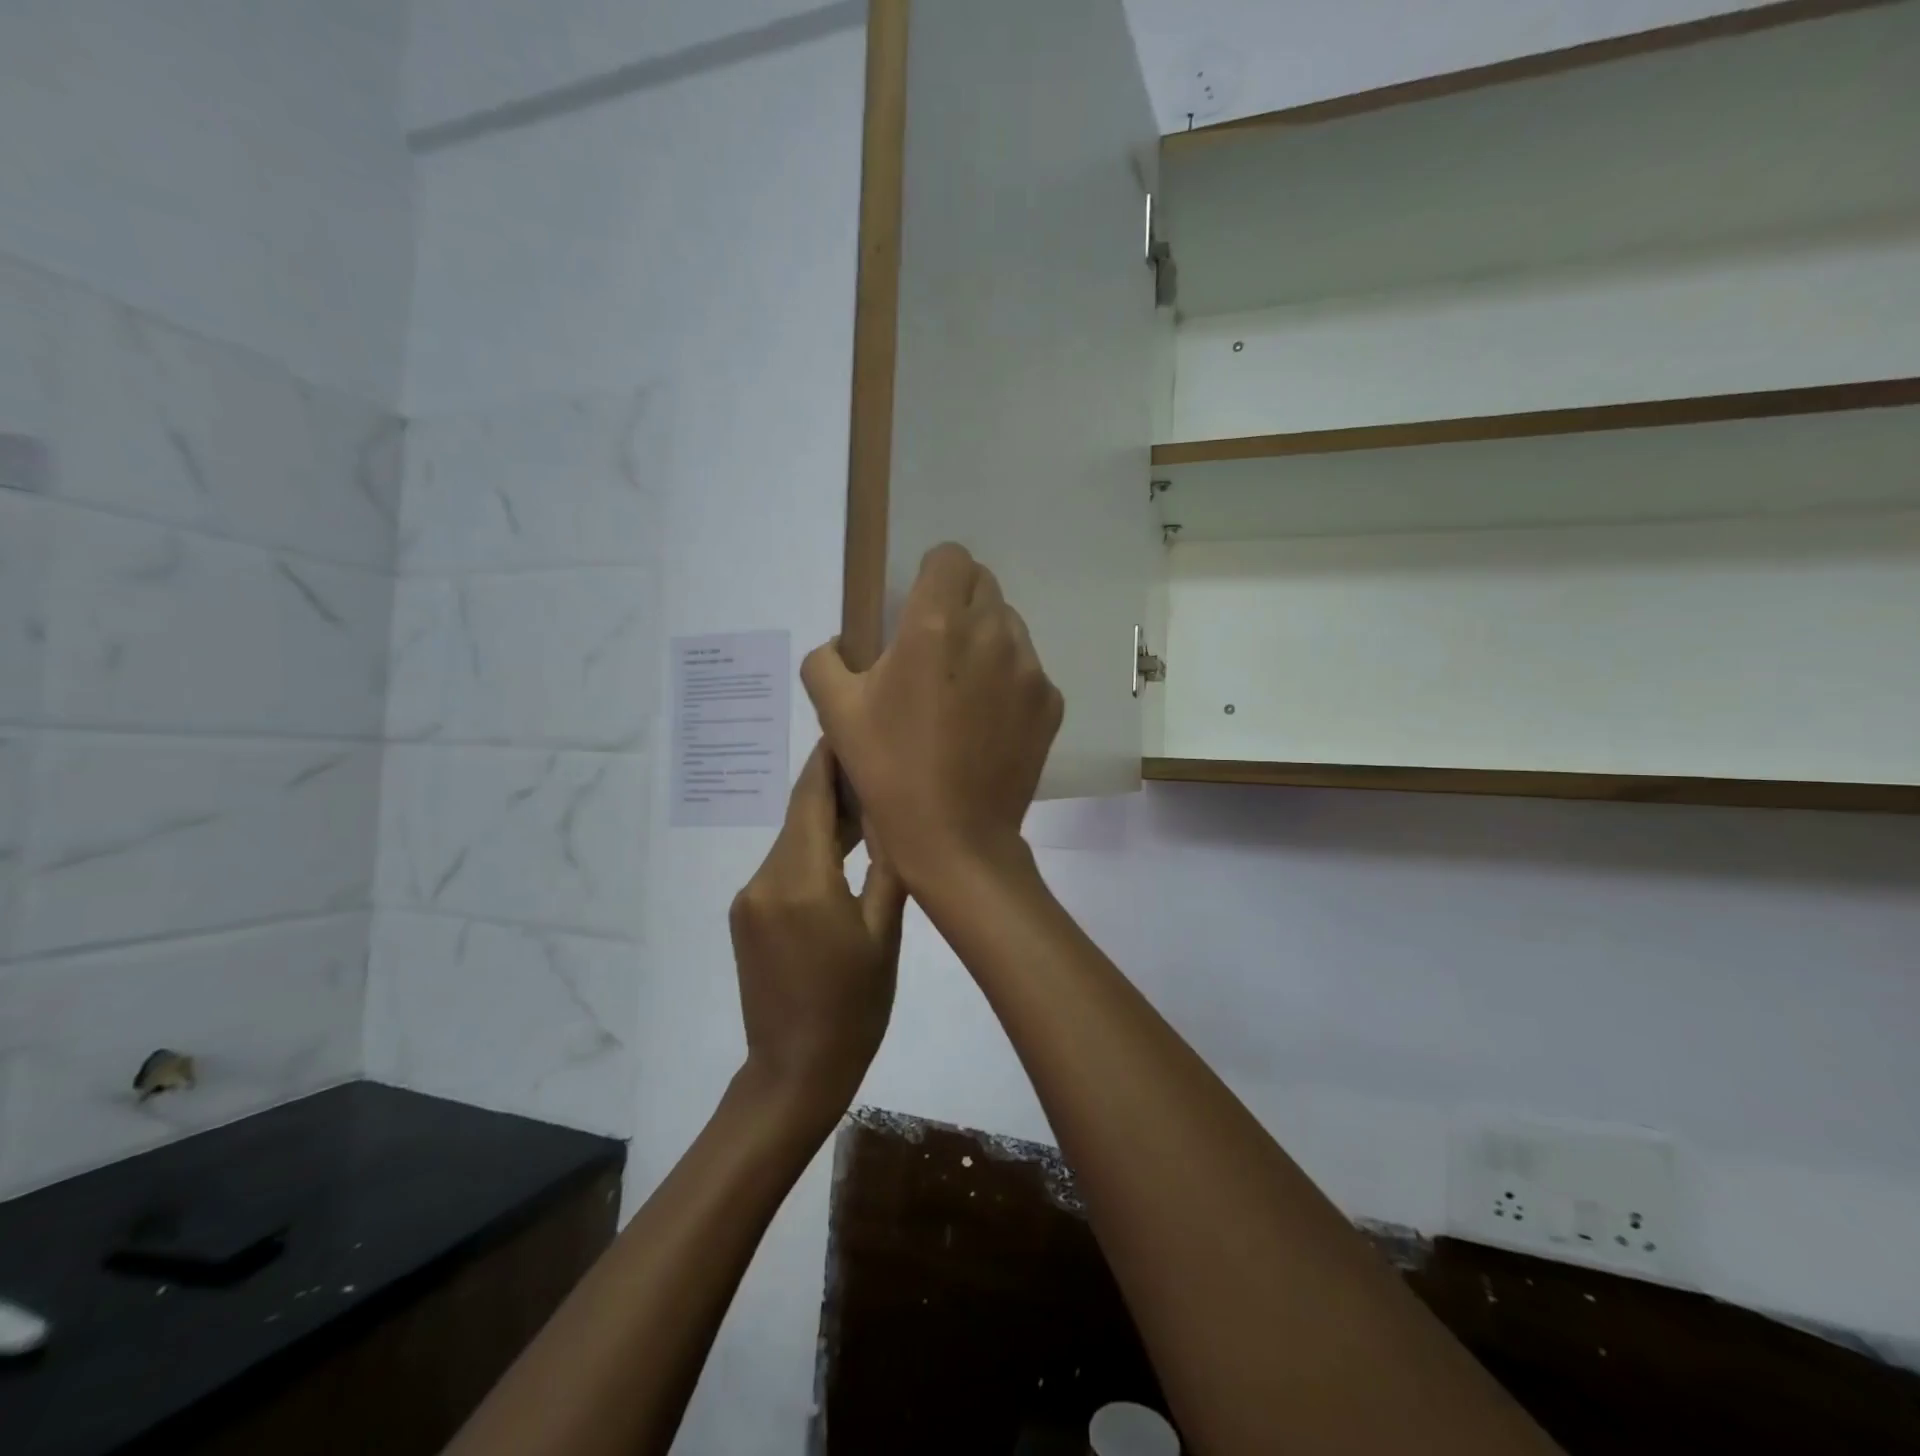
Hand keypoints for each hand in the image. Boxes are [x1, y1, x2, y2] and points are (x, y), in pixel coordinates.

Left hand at [729, 743, 906, 1126]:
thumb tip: (889, 815)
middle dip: (835, 788)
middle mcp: (764, 878)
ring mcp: (750, 897)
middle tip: (877, 765)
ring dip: (825, 821)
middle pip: (800, 816)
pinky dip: (812, 851)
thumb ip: (885, 867)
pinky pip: (783, 867)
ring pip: (793, 840)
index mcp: (801, 881)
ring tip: (869, 805)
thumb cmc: (853, 1007)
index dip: (829, 759)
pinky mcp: (746, 914)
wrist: (794, 1071)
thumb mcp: (884, 935)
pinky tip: (842, 852)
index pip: (811, 798)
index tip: (850, 726)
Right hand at [802, 544, 1062, 890]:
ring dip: (985, 640)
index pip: (950, 557)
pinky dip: (1008, 680)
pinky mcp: (1050, 702)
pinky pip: (1028, 669)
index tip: (917, 607)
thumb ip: (826, 661)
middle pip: (983, 585)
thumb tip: (841, 644)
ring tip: (961, 690)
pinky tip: (987, 722)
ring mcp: (1029, 669)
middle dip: (957, 603)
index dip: (931, 574)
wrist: (955, 838)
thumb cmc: (889, 771)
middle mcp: (992, 633)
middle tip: (934, 650)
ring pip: (1009, 626)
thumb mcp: (835, 713)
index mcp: (937, 625)